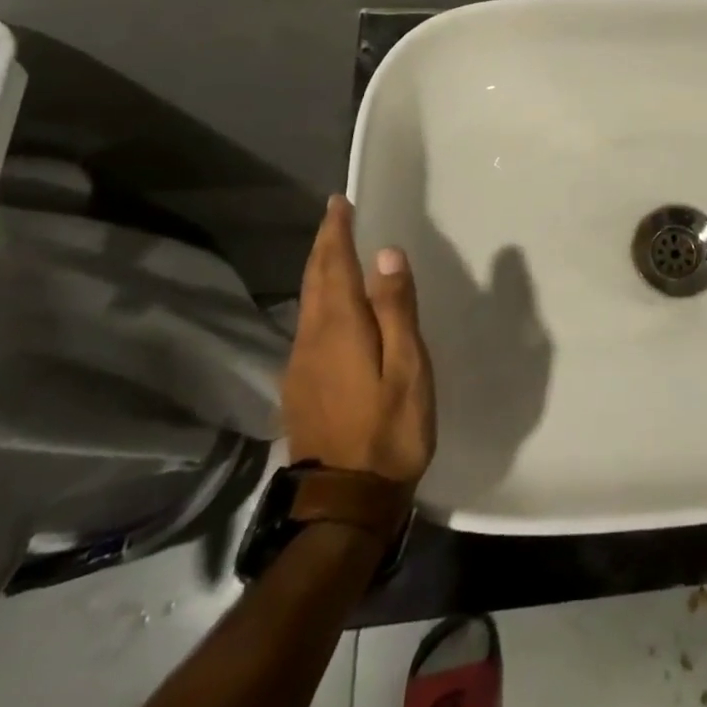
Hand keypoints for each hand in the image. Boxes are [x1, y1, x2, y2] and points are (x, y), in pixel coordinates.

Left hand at [281, 196, 435, 490]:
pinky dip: (318, 300)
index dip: (336, 232)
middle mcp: (311, 340)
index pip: (334, 266)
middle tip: (335, 217)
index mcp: (339, 328)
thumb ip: (396, 309)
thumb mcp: (407, 367)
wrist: (344, 503)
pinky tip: (331, 307)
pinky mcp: (299, 388)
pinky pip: (307, 326)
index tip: (338, 203)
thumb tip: (386, 254)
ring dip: (319, 271)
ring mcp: (300, 366)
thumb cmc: (389, 430)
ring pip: (307, 304)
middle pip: (314, 280)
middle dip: (323, 245)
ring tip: (334, 251)